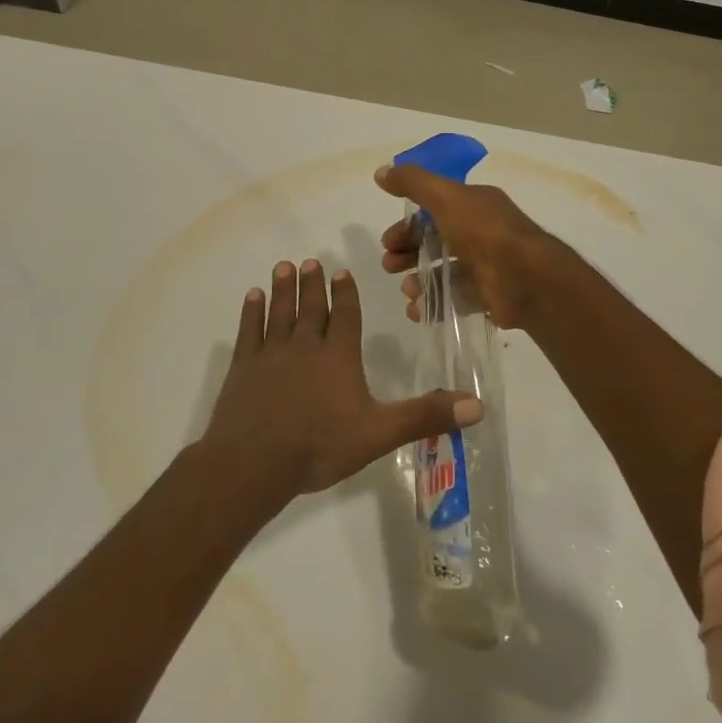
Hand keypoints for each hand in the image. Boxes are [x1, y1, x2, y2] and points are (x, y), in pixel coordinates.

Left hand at [196, 259, 481, 502]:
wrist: (255, 461)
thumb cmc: (320, 445)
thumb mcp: (380, 433)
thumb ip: (425, 416)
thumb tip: (478, 405)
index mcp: (339, 357)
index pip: (345, 316)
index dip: (345, 293)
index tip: (341, 271)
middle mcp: (305, 346)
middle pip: (311, 308)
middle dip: (313, 284)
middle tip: (310, 262)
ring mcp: (271, 354)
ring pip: (280, 312)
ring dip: (283, 289)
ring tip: (284, 266)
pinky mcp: (243, 367)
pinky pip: (249, 331)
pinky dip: (251, 312)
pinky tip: (252, 296)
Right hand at [375, 163, 562, 328]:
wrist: (526, 279)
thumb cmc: (484, 232)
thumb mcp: (445, 198)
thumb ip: (413, 183)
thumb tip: (380, 171)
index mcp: (473, 206)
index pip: (433, 212)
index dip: (407, 225)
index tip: (388, 240)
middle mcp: (479, 233)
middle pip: (434, 242)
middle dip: (407, 253)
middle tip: (389, 265)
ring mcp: (484, 267)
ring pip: (441, 272)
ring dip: (417, 280)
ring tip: (407, 290)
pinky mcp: (486, 296)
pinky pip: (453, 299)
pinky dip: (432, 305)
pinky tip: (418, 310)